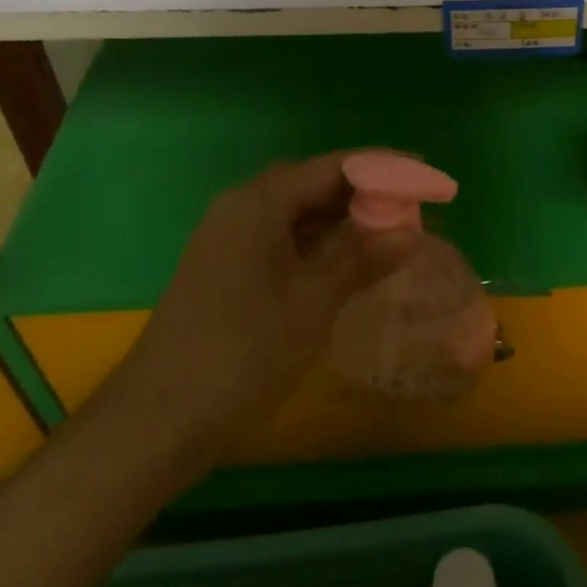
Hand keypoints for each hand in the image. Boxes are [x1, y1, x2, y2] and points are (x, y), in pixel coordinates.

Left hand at [95, 153, 415, 448]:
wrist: (159, 419)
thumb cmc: (243, 353)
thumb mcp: (313, 302)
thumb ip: (363, 259)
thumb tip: (412, 232)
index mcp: (259, 202)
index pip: (334, 166)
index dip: (385, 167)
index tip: (427, 175)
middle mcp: (241, 207)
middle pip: (314, 183)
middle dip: (366, 191)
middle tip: (413, 206)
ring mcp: (229, 237)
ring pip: (297, 211)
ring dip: (343, 218)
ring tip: (390, 231)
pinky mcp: (225, 266)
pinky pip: (282, 237)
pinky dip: (319, 242)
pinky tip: (347, 260)